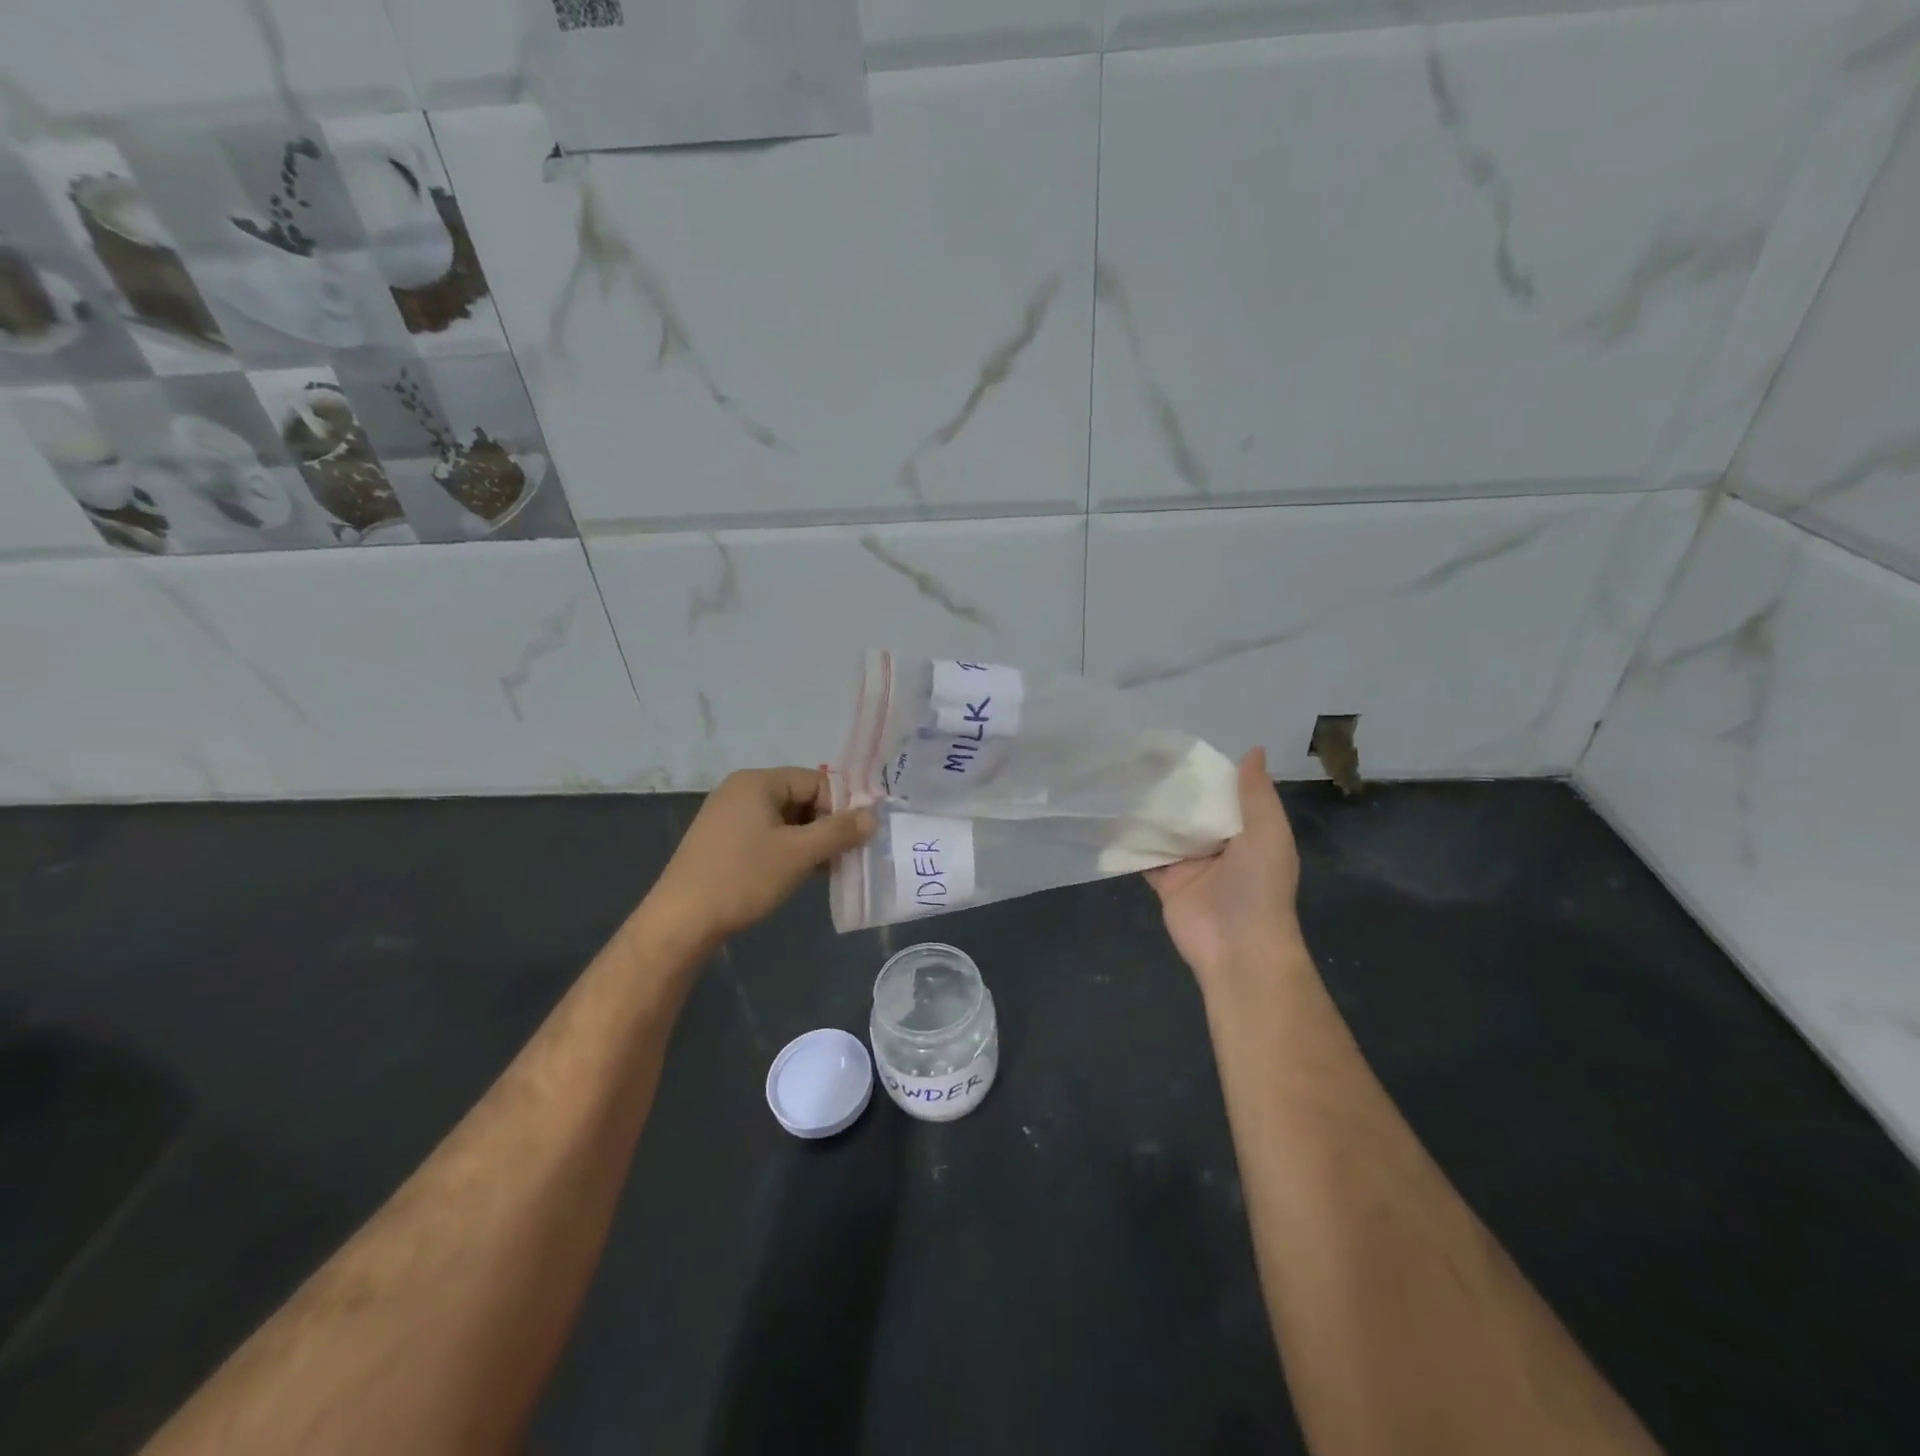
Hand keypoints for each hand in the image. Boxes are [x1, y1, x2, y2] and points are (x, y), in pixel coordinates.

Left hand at [645, 767, 874, 944]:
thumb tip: (873, 816)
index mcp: (758, 782)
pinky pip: (767, 836)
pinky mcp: (723, 842)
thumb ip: (839, 831)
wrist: (681, 921)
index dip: (841, 807)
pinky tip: (802, 874)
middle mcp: (742, 791)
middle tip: (846, 856)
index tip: (857, 838)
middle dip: (827, 826)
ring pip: (786, 820)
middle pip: (801, 798)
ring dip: (810, 841)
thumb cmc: (743, 878)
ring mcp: (729, 817)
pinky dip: (788, 850)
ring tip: (828, 869)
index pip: (816, 781)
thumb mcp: (799, 853)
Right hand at [1146, 748, 1304, 988]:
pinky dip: (1130, 841)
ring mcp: (1190, 865)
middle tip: (1140, 757)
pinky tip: (1110, 816)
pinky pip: (1146, 856)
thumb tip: (1253, 749)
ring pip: (1167, 831)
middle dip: (1172, 790)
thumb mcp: (1268, 833)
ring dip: (1149, 812)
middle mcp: (1219, 846)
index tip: (1179, 747)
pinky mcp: (1166, 882)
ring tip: (1122, 777)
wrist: (1239, 948)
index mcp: (1248, 833)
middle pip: (1192, 812)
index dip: (1206, 773)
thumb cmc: (1259, 886)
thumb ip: (1256, 794)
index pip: (1225, 795)